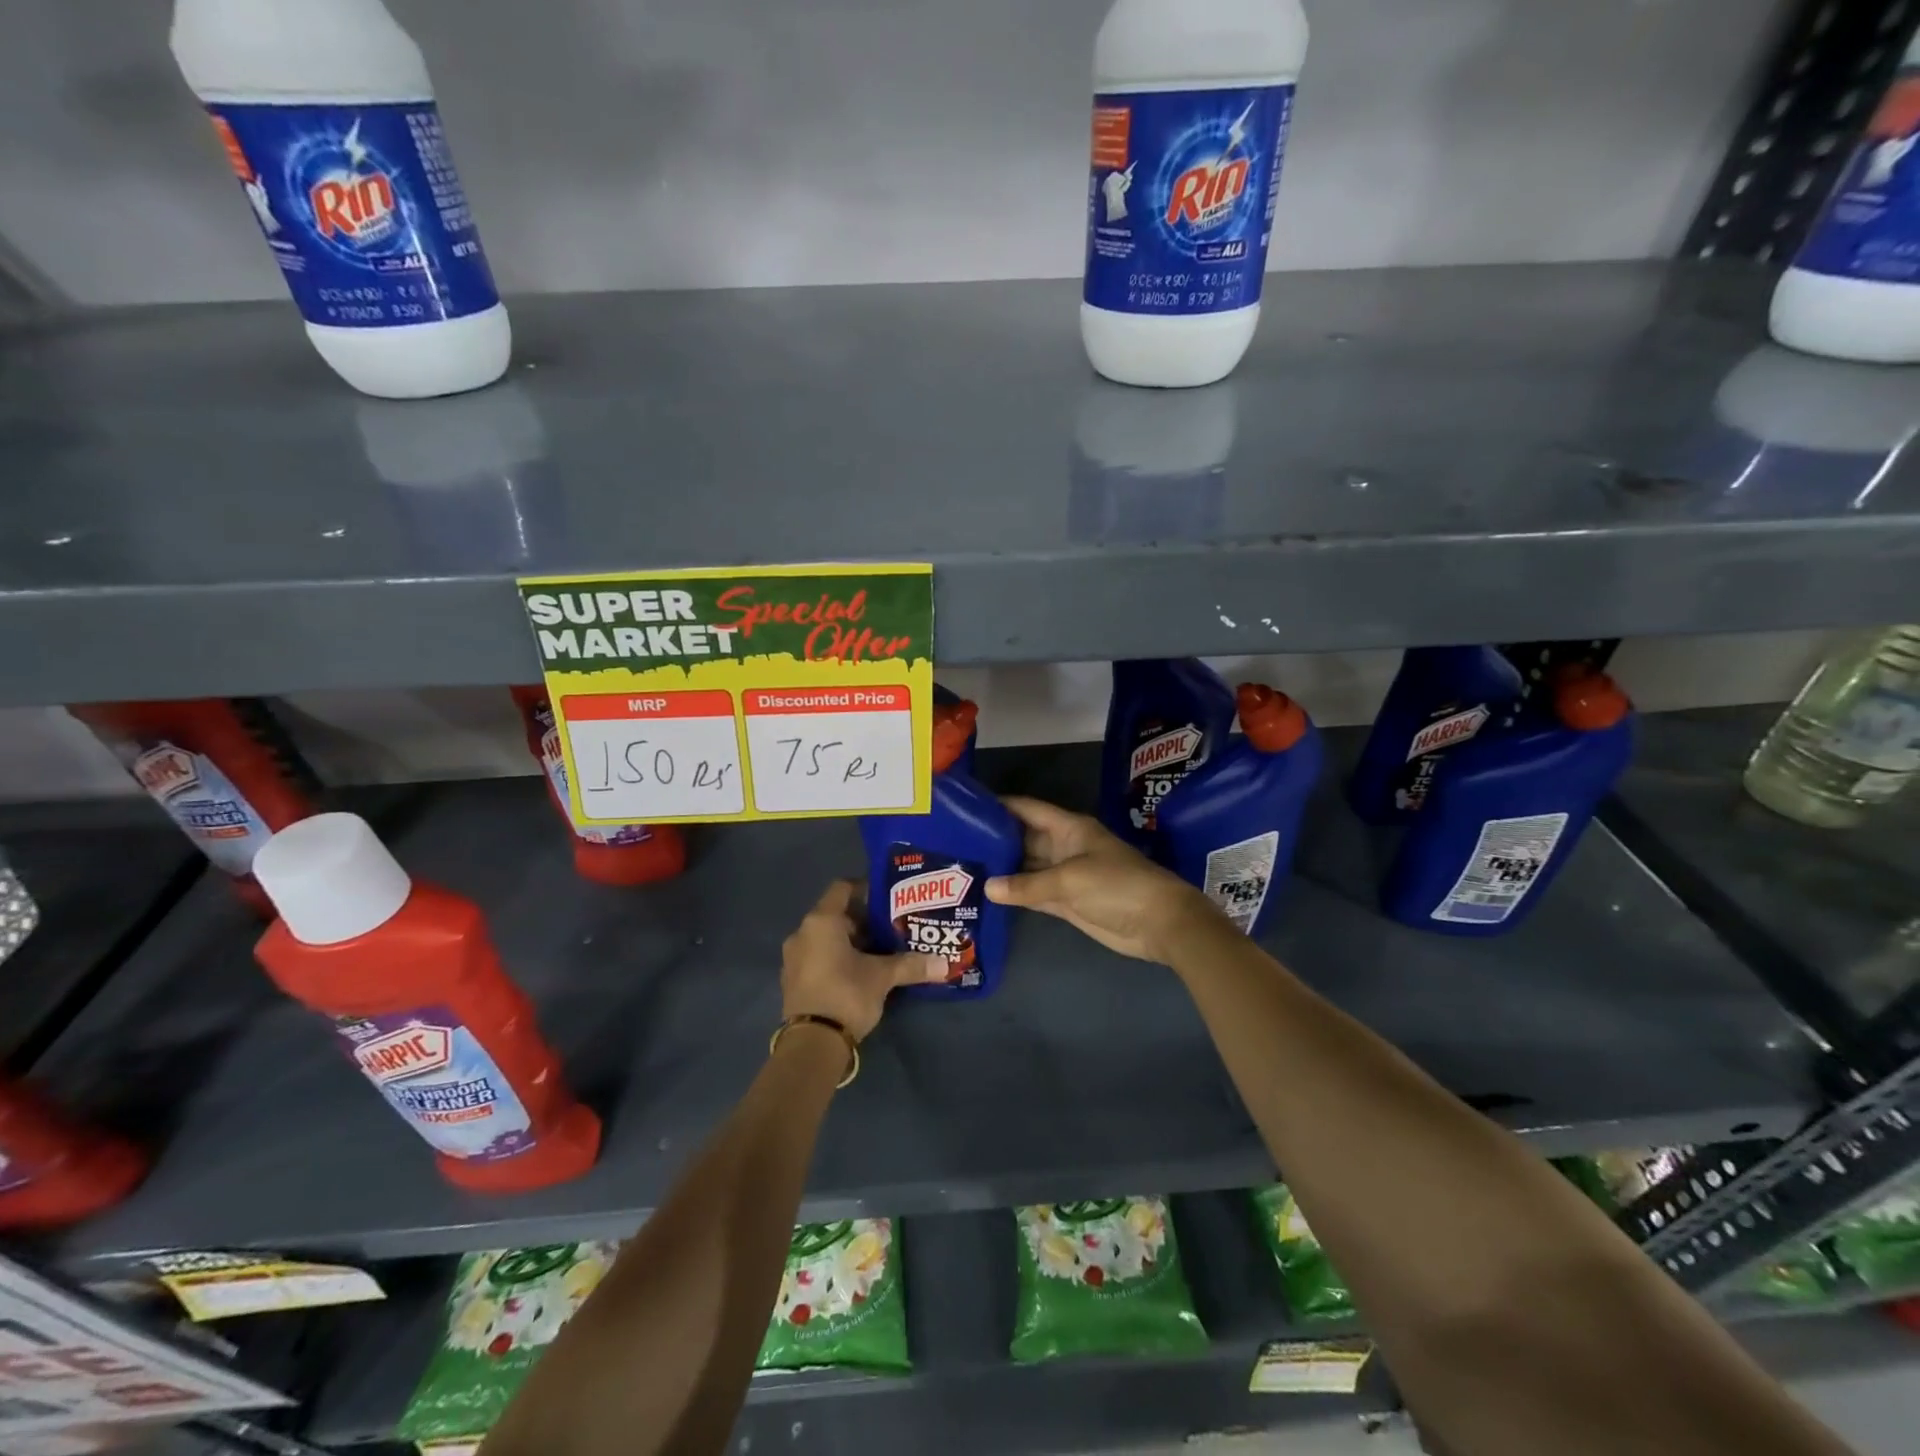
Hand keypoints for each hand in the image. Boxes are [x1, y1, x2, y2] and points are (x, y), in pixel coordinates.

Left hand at [781, 880, 945, 1040]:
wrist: (812, 1045)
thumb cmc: (846, 994)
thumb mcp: (882, 977)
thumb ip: (911, 965)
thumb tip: (944, 963)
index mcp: (821, 921)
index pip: (842, 888)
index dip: (865, 888)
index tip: (889, 897)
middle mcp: (802, 933)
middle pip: (836, 915)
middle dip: (863, 920)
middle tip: (892, 926)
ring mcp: (794, 959)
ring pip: (827, 938)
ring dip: (851, 942)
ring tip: (881, 950)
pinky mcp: (794, 982)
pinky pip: (819, 958)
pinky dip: (838, 959)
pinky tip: (861, 972)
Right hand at [984, 796, 1215, 962]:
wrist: (1158, 923)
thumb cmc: (1117, 886)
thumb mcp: (1070, 880)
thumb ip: (1028, 885)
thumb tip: (988, 887)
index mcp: (1068, 828)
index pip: (1027, 809)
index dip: (999, 806)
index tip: (966, 807)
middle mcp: (1063, 847)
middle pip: (1023, 838)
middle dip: (994, 840)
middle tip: (955, 843)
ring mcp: (1064, 875)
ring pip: (1026, 867)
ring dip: (1002, 868)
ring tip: (963, 867)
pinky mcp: (1066, 902)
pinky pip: (1034, 892)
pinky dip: (1015, 894)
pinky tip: (988, 894)